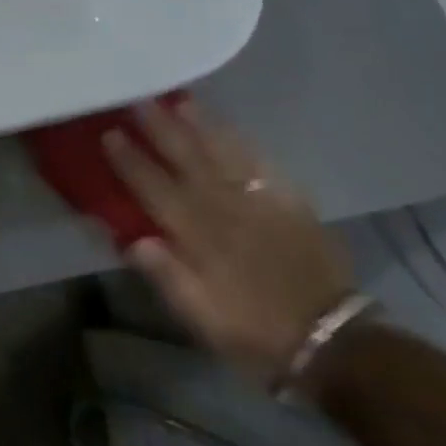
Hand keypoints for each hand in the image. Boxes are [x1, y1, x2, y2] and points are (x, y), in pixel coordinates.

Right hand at [103, 99, 355, 387]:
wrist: (335, 344)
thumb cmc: (254, 331)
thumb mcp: (201, 316)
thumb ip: (167, 275)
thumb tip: (132, 239)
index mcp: (198, 236)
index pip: (154, 189)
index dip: (131, 161)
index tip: (111, 133)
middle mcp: (225, 210)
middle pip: (188, 161)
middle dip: (161, 130)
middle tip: (140, 101)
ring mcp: (261, 204)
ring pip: (225, 155)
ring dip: (201, 127)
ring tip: (181, 102)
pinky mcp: (292, 207)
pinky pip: (264, 167)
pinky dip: (244, 145)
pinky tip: (231, 131)